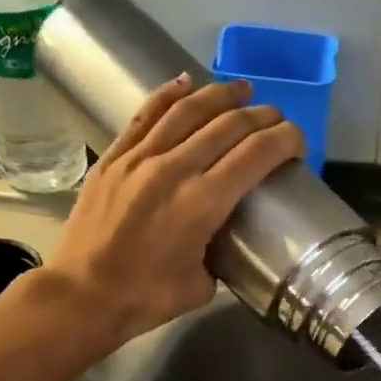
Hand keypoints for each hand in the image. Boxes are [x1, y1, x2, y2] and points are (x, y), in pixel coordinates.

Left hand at [44, 76, 303, 347]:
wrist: (83, 295)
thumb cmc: (147, 298)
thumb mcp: (203, 284)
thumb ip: (218, 251)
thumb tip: (221, 235)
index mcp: (203, 204)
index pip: (255, 155)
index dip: (284, 140)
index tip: (297, 141)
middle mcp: (174, 170)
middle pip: (227, 126)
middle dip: (260, 116)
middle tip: (276, 117)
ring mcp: (139, 158)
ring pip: (187, 111)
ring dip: (221, 95)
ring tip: (242, 89)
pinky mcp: (114, 157)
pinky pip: (146, 115)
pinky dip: (170, 95)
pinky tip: (187, 82)